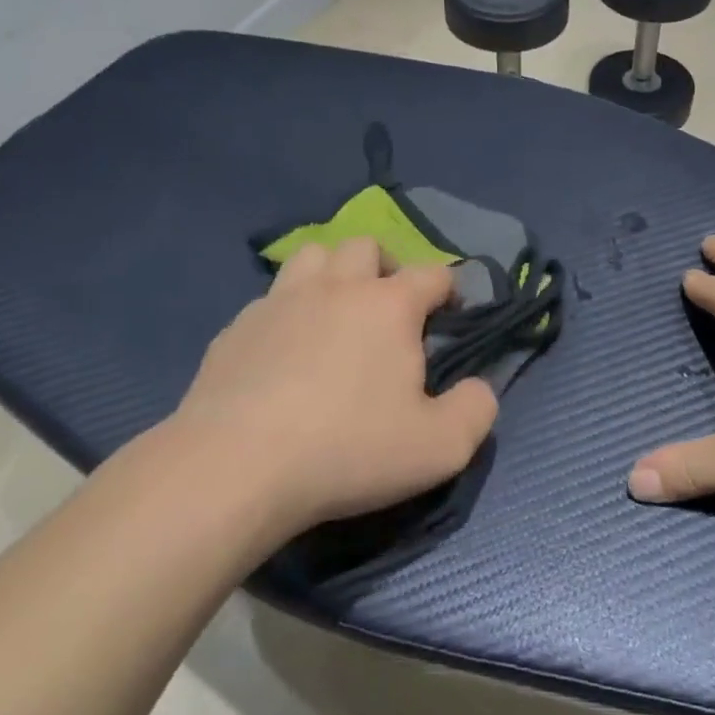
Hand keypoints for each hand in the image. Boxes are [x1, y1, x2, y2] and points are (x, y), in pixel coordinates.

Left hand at [164, 237, 497, 534]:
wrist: (235, 468)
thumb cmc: (348, 449)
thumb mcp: (440, 446)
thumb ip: (476, 410)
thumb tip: (480, 388)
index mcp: (389, 305)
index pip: (433, 274)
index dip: (450, 289)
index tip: (451, 315)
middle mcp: (336, 287)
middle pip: (365, 246)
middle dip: (385, 267)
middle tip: (389, 310)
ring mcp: (279, 302)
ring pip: (312, 255)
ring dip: (332, 273)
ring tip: (336, 313)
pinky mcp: (236, 328)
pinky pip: (269, 300)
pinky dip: (287, 312)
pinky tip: (283, 352)